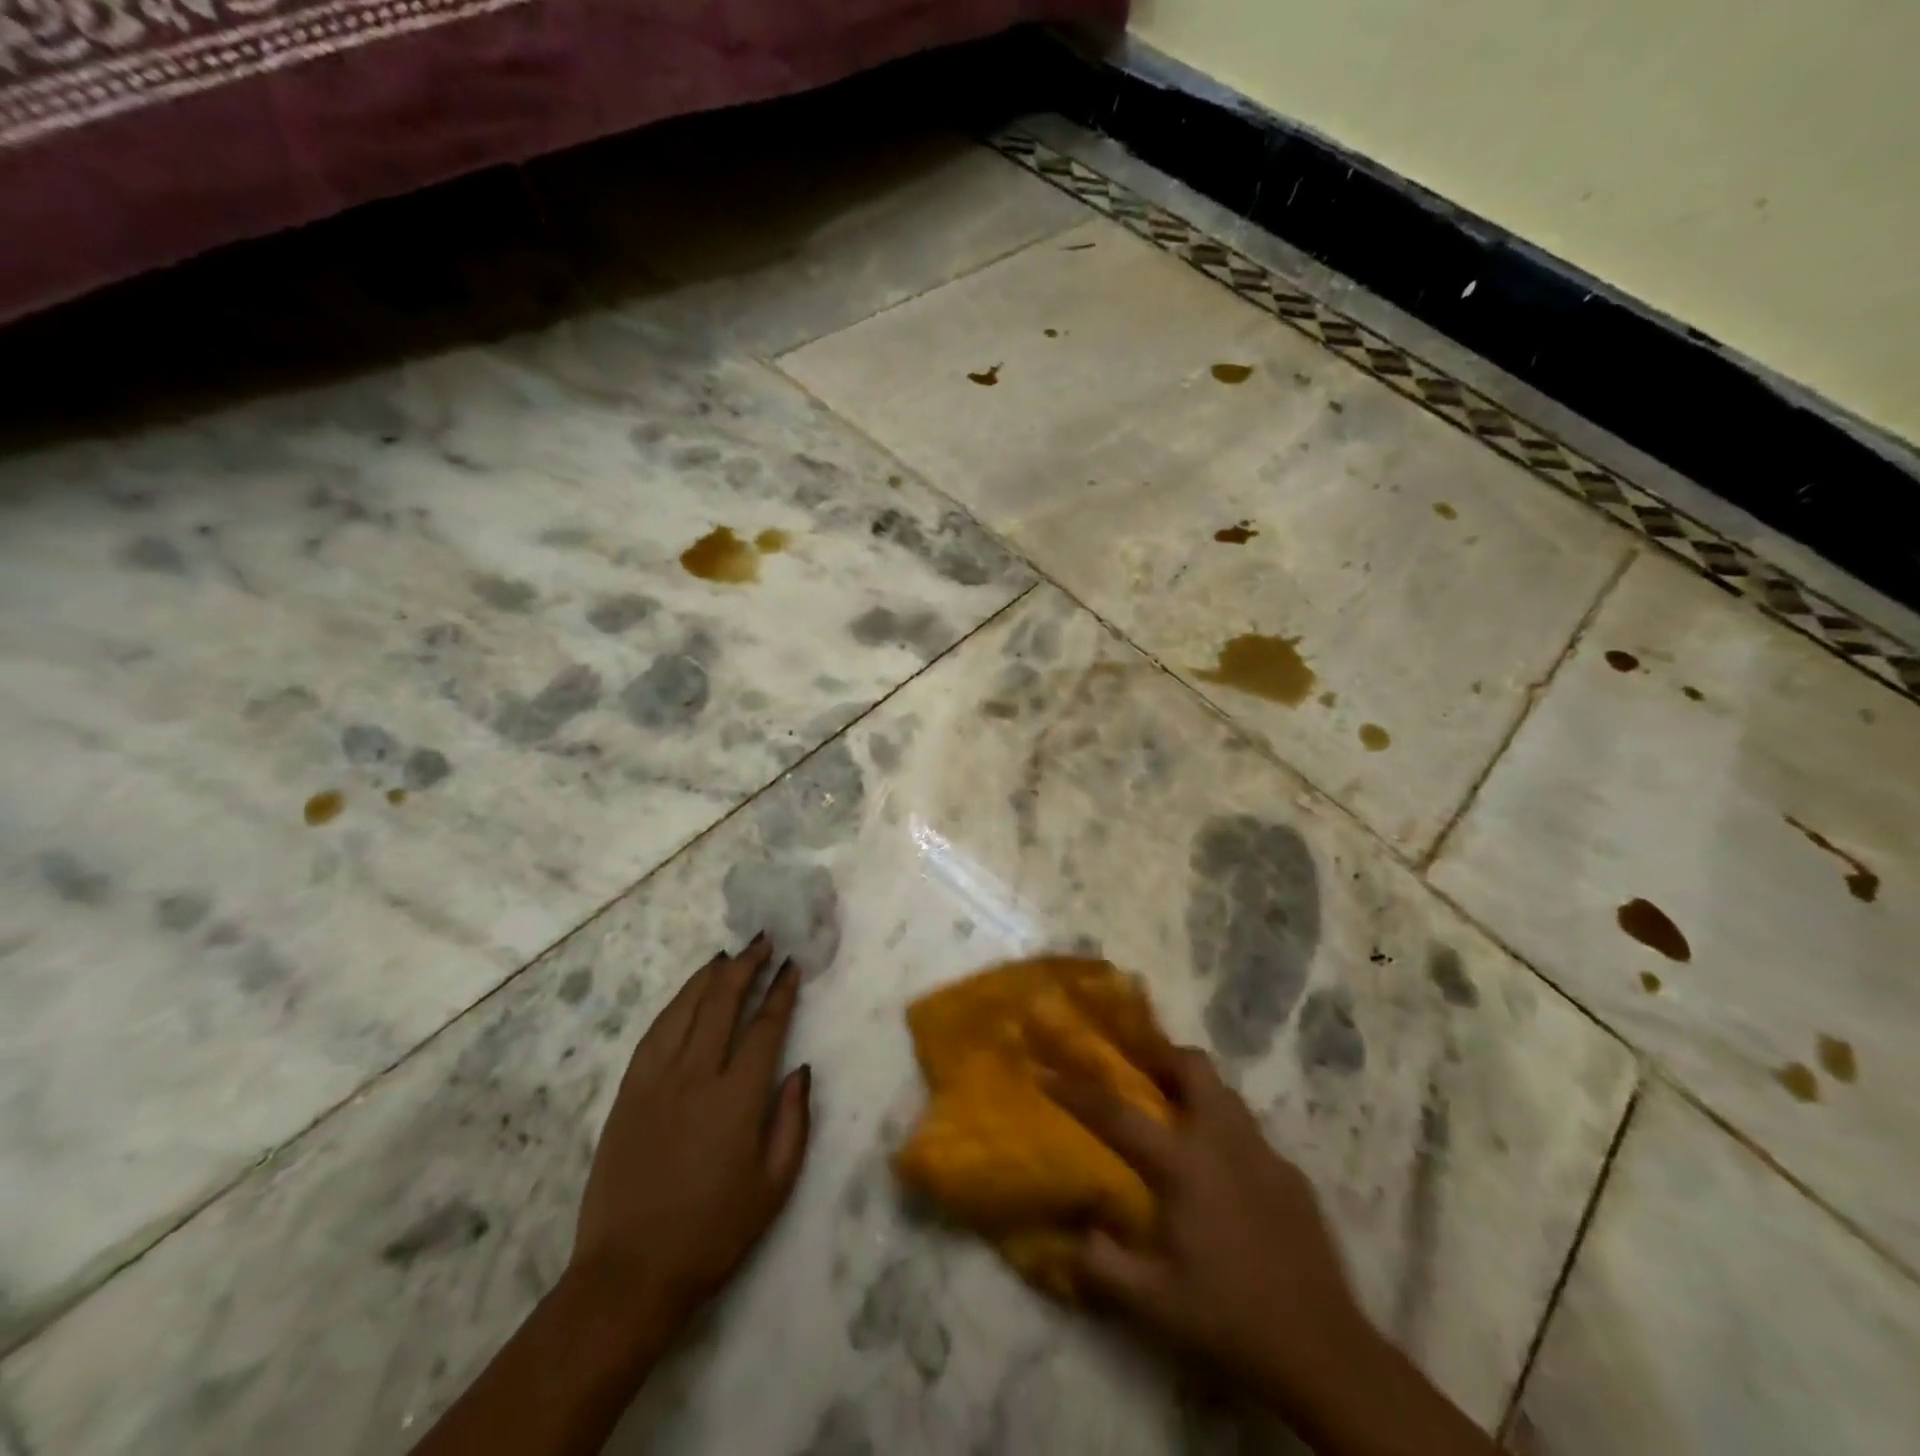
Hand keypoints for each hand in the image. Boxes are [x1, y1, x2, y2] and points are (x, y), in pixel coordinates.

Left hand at [569, 934, 811, 1345]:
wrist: (629, 1275)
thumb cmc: (713, 1234)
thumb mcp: (774, 1186)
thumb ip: (793, 1120)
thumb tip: (800, 1069)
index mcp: (737, 1099)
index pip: (765, 1027)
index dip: (781, 992)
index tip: (792, 965)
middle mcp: (695, 1077)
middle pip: (722, 1004)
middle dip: (746, 967)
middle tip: (762, 941)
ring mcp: (655, 1082)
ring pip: (684, 1010)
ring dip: (709, 978)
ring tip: (728, 956)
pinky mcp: (627, 1094)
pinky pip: (654, 1034)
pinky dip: (674, 1006)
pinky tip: (687, 996)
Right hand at [1038, 1038, 1364, 1404]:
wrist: (1323, 1352)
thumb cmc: (1229, 1319)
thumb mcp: (1153, 1304)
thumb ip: (1104, 1264)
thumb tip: (1076, 1231)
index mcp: (1184, 1164)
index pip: (1118, 1114)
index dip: (1076, 1090)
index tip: (1046, 1068)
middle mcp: (1224, 1141)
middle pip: (1192, 1066)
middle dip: (1160, 1055)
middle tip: (1137, 1069)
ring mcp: (1264, 1153)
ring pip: (1225, 1092)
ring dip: (1195, 1088)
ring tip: (1174, 1112)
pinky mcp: (1291, 1174)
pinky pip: (1250, 1132)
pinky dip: (1225, 1131)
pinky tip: (1222, 1173)